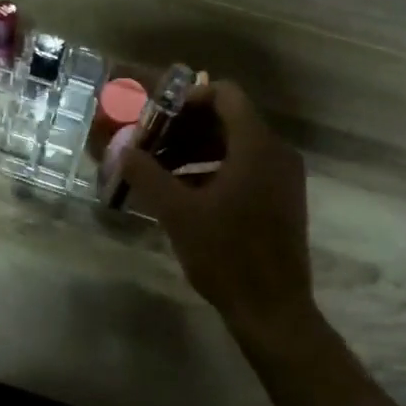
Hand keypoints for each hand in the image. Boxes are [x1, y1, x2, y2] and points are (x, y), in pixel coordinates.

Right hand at [116, 82, 312, 338]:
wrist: (272, 310)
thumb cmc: (226, 255)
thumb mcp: (177, 213)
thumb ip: (147, 175)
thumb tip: (123, 150)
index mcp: (257, 146)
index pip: (225, 95)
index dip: (189, 98)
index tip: (156, 117)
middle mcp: (276, 153)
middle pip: (228, 120)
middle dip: (185, 127)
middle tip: (150, 144)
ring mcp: (282, 178)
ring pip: (234, 145)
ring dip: (195, 150)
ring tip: (159, 170)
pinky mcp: (281, 199)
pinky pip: (244, 167)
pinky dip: (212, 169)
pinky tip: (182, 193)